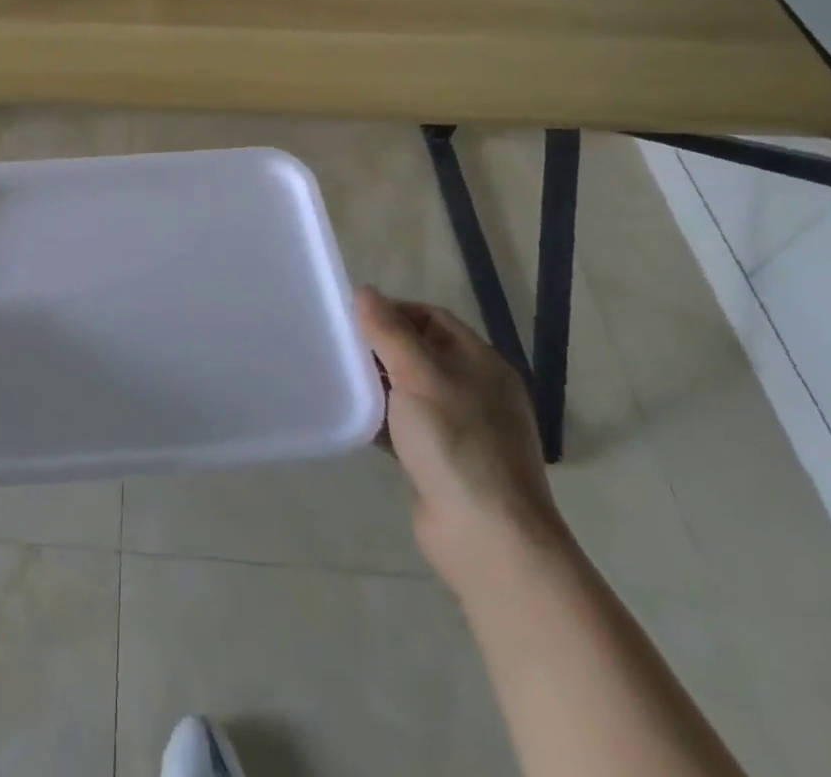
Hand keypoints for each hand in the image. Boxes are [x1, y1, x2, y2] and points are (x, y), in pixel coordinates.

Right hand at [355, 286, 567, 595]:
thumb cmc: (456, 443)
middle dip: (381, 347)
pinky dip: (383, 419)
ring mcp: (463, 429)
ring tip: (340, 379)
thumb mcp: (418, 376)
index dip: (393, 311)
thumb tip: (365, 291)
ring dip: (379, 384)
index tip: (353, 318)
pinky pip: (408, 426)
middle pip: (420, 352)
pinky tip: (355, 419)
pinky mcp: (445, 462)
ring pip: (411, 390)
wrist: (490, 539)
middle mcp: (476, 390)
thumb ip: (389, 331)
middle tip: (341, 347)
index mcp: (481, 363)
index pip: (432, 317)